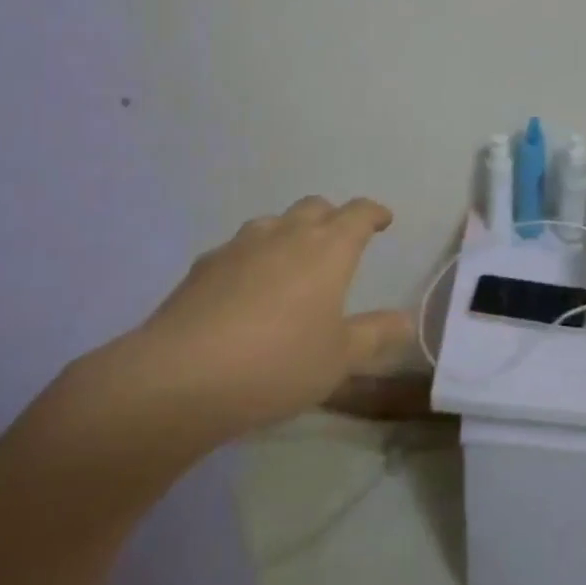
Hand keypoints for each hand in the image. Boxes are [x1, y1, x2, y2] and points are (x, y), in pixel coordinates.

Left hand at [70, 197, 412, 453]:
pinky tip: (244, 291)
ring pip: (274, 223)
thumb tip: (405, 321)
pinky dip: (252, 259)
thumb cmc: (277, 363)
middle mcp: (286, 234)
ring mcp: (240, 245)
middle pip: (315, 207)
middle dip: (332, 218)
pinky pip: (238, 250)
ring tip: (290, 264)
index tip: (382, 220)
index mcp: (327, 248)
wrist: (180, 377)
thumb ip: (375, 335)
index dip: (373, 213)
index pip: (358, 213)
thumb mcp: (338, 359)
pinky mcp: (204, 265)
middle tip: (338, 242)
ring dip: (289, 234)